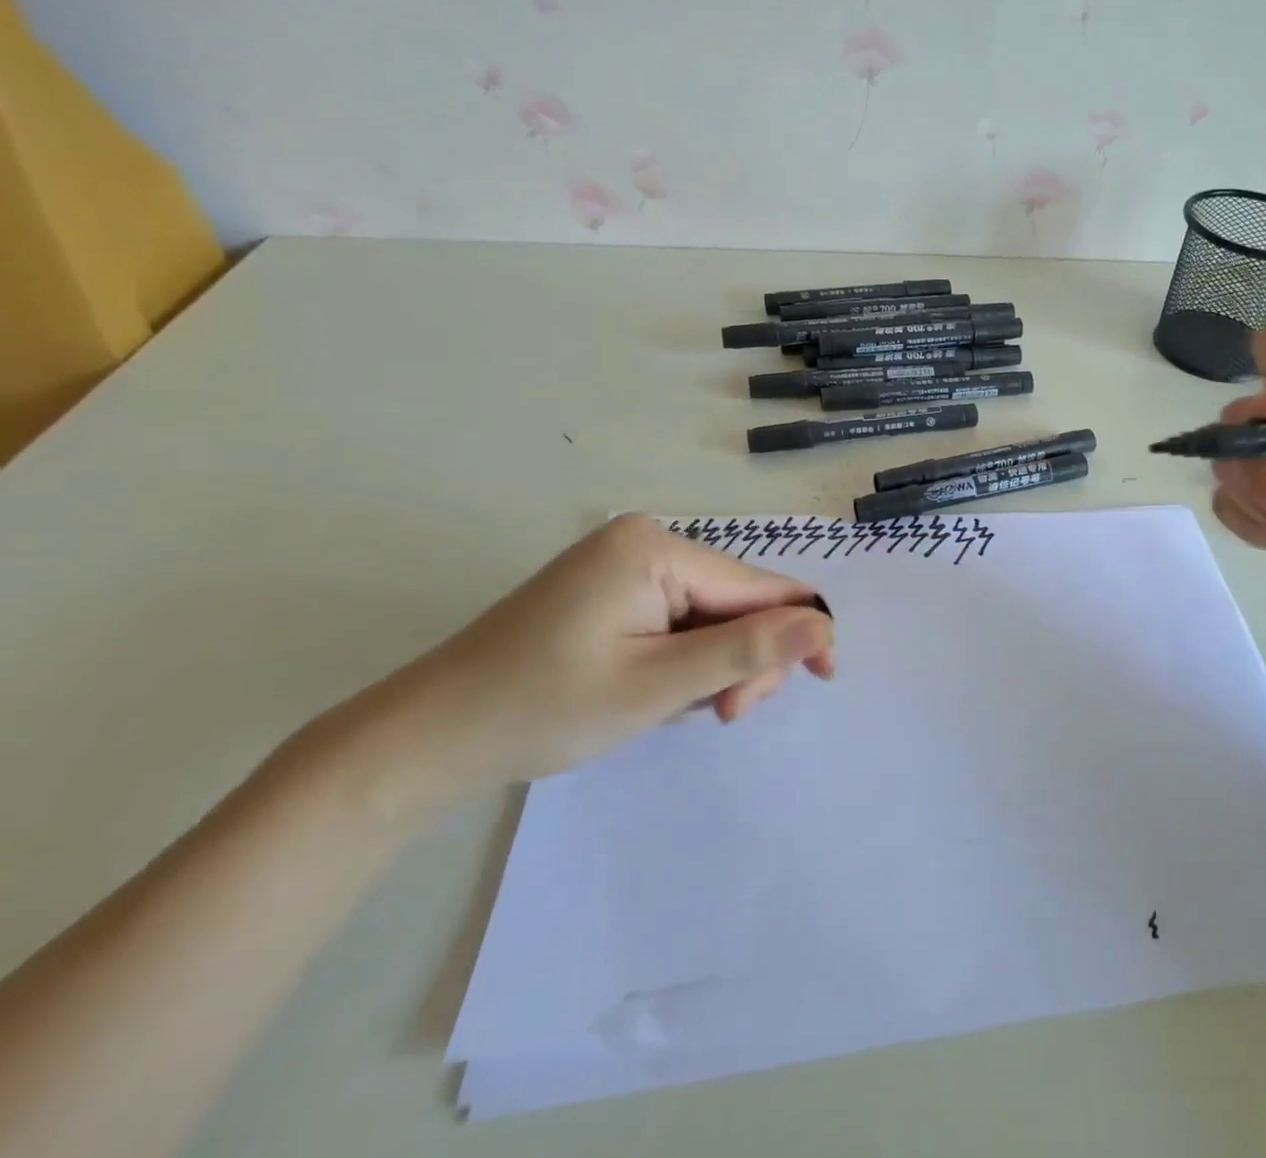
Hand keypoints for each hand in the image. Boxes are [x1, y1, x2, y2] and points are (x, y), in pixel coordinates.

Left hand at [359, 515, 835, 804]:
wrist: (429, 737)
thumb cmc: (543, 709)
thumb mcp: (658, 686)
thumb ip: (747, 650)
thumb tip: (825, 626)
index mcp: (658, 548)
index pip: (759, 586)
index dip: (800, 630)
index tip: (824, 681)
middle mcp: (647, 540)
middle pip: (736, 598)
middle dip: (743, 657)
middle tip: (721, 717)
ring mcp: (625, 562)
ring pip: (711, 612)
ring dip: (713, 663)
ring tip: (677, 709)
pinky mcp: (611, 587)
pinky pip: (678, 617)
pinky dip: (684, 657)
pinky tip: (656, 689)